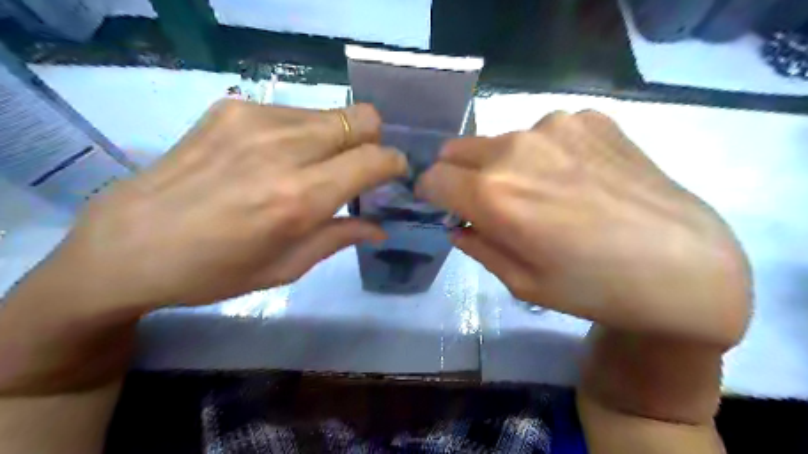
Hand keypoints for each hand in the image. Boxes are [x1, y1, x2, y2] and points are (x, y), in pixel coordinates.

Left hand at [1, 102, 404, 390]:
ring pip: (331, 113)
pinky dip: (304, 133)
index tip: (394, 174)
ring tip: (315, 166)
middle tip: (358, 170)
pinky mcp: (232, 109)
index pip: (374, 159)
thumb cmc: (214, 271)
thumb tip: (380, 227)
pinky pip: (294, 112)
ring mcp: (256, 121)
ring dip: (338, 138)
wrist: (128, 245)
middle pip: (362, 119)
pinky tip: (277, 157)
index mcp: (299, 198)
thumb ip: (340, 238)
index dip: (394, 163)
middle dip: (372, 143)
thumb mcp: (286, 267)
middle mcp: (283, 150)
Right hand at [417, 110, 750, 346]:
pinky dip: (544, 153)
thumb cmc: (593, 287)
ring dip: (503, 163)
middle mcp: (516, 148)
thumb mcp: (521, 282)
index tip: (443, 206)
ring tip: (541, 192)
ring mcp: (556, 126)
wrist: (683, 264)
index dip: (431, 193)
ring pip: (500, 140)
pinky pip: (543, 132)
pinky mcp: (590, 118)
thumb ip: (477, 245)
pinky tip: (576, 178)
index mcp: (494, 193)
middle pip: (457, 149)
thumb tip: (457, 224)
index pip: (432, 177)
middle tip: (486, 202)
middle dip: (458, 175)